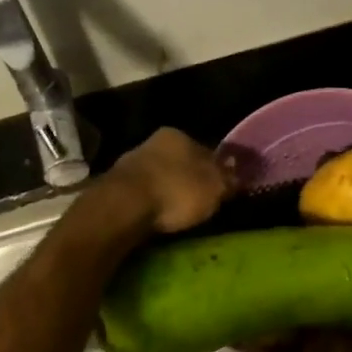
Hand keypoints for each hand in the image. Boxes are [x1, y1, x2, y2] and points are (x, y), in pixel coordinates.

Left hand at [103, 128, 231, 234]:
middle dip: (189, 179)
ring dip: (168, 191)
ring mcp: (131, 162)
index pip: (205, 150)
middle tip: (199, 202)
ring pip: (159, 176)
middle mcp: (154, 141)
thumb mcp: (215, 187)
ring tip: (178, 214)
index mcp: (180, 135)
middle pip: (180, 162)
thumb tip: (236, 174)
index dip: (215, 170)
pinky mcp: (115, 185)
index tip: (219, 188)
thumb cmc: (177, 190)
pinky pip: (143, 193)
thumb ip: (228, 179)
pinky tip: (156, 216)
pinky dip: (151, 203)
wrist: (125, 206)